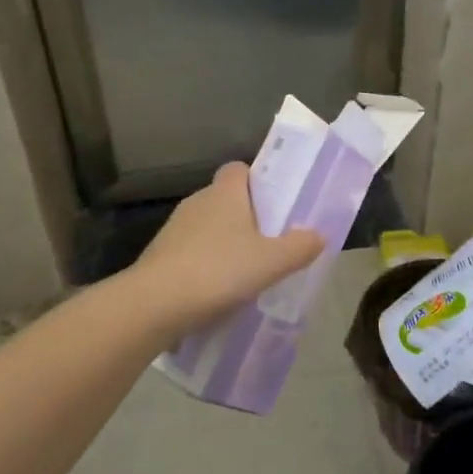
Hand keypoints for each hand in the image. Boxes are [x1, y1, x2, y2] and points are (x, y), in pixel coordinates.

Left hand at [130, 163, 325, 327]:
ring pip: (208, 227)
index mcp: (225, 193)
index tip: (275, 203)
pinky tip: (219, 291)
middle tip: (270, 242)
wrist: (154, 304)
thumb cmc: (218, 271)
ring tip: (247, 271)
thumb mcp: (271, 262)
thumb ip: (299, 247)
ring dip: (225, 243)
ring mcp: (174, 229)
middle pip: (226, 199)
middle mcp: (198, 202)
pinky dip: (206, 265)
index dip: (257, 181)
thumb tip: (318, 235)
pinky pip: (192, 252)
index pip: (239, 169)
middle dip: (246, 217)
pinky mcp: (160, 256)